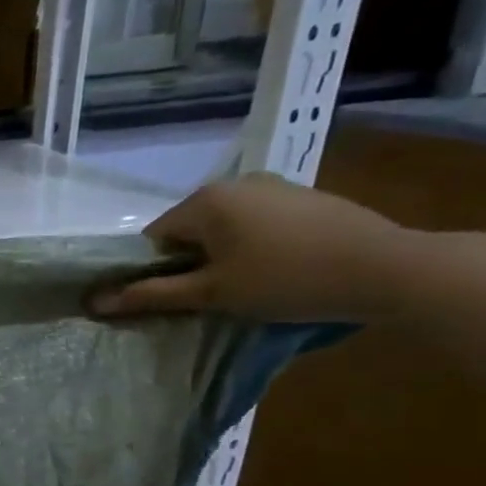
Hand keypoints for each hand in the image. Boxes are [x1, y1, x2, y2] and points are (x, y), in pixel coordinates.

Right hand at [88, 174, 417, 323]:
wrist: (389, 268)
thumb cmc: (286, 280)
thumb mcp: (211, 293)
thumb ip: (151, 295)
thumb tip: (95, 302)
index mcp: (205, 201)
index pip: (153, 238)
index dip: (155, 271)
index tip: (177, 298)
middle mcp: (234, 183)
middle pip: (188, 230)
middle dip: (190, 263)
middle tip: (210, 297)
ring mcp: (274, 186)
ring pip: (224, 227)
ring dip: (222, 256)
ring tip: (246, 287)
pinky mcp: (305, 197)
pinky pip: (257, 223)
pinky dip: (254, 246)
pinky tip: (277, 271)